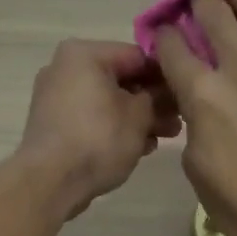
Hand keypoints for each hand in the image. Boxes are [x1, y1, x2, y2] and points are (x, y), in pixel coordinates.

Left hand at [19, 40, 179, 219]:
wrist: (51, 181)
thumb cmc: (99, 139)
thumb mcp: (139, 116)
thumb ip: (157, 98)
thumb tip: (164, 94)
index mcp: (84, 54)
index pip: (137, 56)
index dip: (166, 77)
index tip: (185, 98)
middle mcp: (65, 68)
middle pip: (121, 80)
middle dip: (152, 102)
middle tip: (178, 122)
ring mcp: (56, 97)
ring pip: (108, 101)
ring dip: (138, 118)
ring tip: (164, 138)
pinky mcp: (54, 124)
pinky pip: (92, 118)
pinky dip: (115, 128)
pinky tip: (139, 147)